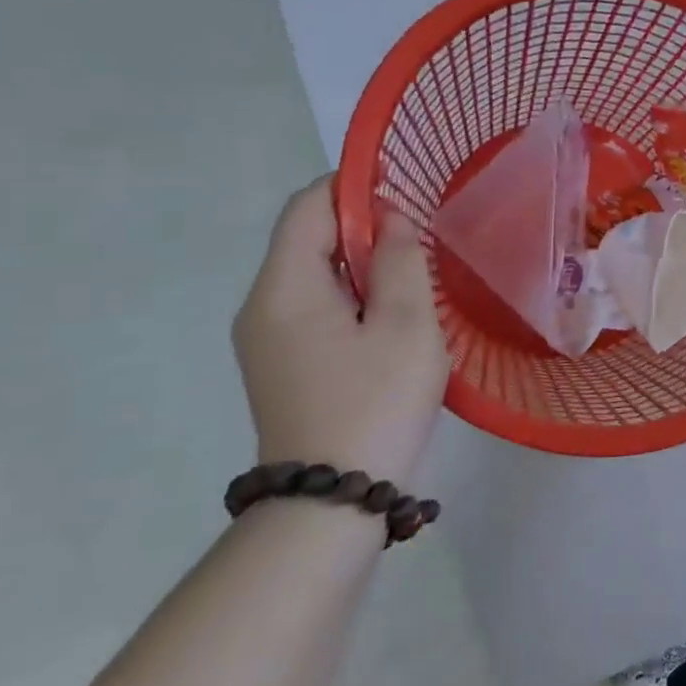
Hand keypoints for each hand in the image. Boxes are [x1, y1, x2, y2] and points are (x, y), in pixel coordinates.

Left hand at [232, 177, 449, 485]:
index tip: (405, 189)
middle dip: (365, 230)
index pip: (307, 209)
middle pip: (308, 242)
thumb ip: (400, 260)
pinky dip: (356, 298)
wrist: (333, 498)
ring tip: (417, 284)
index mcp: (283, 289)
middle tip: (423, 243)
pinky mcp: (284, 366)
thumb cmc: (376, 401)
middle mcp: (262, 307)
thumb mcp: (405, 324)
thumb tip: (392, 218)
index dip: (353, 187)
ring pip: (317, 277)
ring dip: (365, 268)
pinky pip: (318, 309)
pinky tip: (394, 323)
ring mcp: (268, 341)